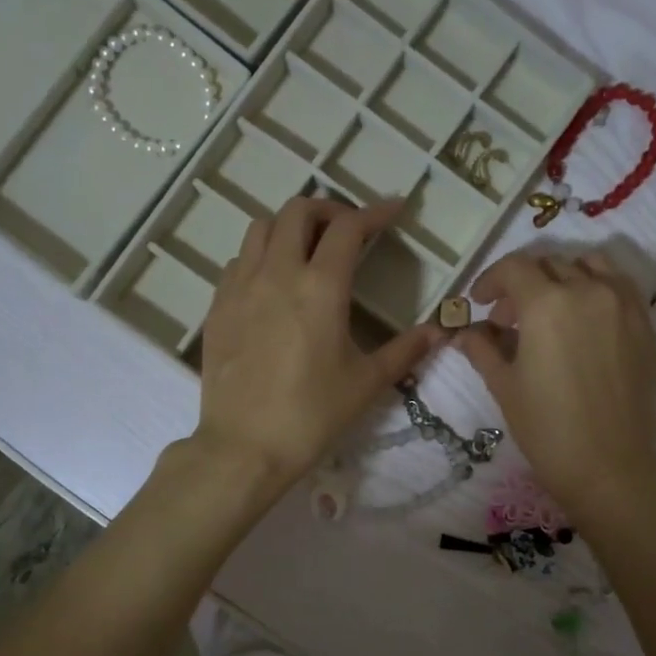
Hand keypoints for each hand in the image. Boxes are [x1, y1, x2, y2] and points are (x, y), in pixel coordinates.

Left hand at [195, 196, 442, 494]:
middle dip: (328, 209)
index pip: (348, 228)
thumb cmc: (312, 415)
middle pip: (298, 210)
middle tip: (348, 231)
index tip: (394, 210)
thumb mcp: (366, 383)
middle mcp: (276, 274)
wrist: (244, 447)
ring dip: (290, 226)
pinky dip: (261, 255)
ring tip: (308, 250)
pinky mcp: (217, 307)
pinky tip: (273, 284)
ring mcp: (240, 287)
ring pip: (261, 228)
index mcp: (320, 287)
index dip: (375, 212)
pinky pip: (239, 261)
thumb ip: (405, 351)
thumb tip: (439, 332)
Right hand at [455, 248, 655, 521]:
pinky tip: (585, 319)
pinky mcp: (645, 325)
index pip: (513, 268)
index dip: (490, 280)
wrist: (609, 467)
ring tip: (550, 310)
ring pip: (588, 266)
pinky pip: (619, 286)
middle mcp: (588, 291)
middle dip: (522, 284)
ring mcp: (623, 305)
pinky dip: (596, 288)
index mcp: (547, 304)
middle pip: (549, 265)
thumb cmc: (547, 429)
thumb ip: (482, 349)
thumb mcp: (504, 386)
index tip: (480, 302)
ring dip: (561, 277)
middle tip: (508, 319)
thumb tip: (464, 333)